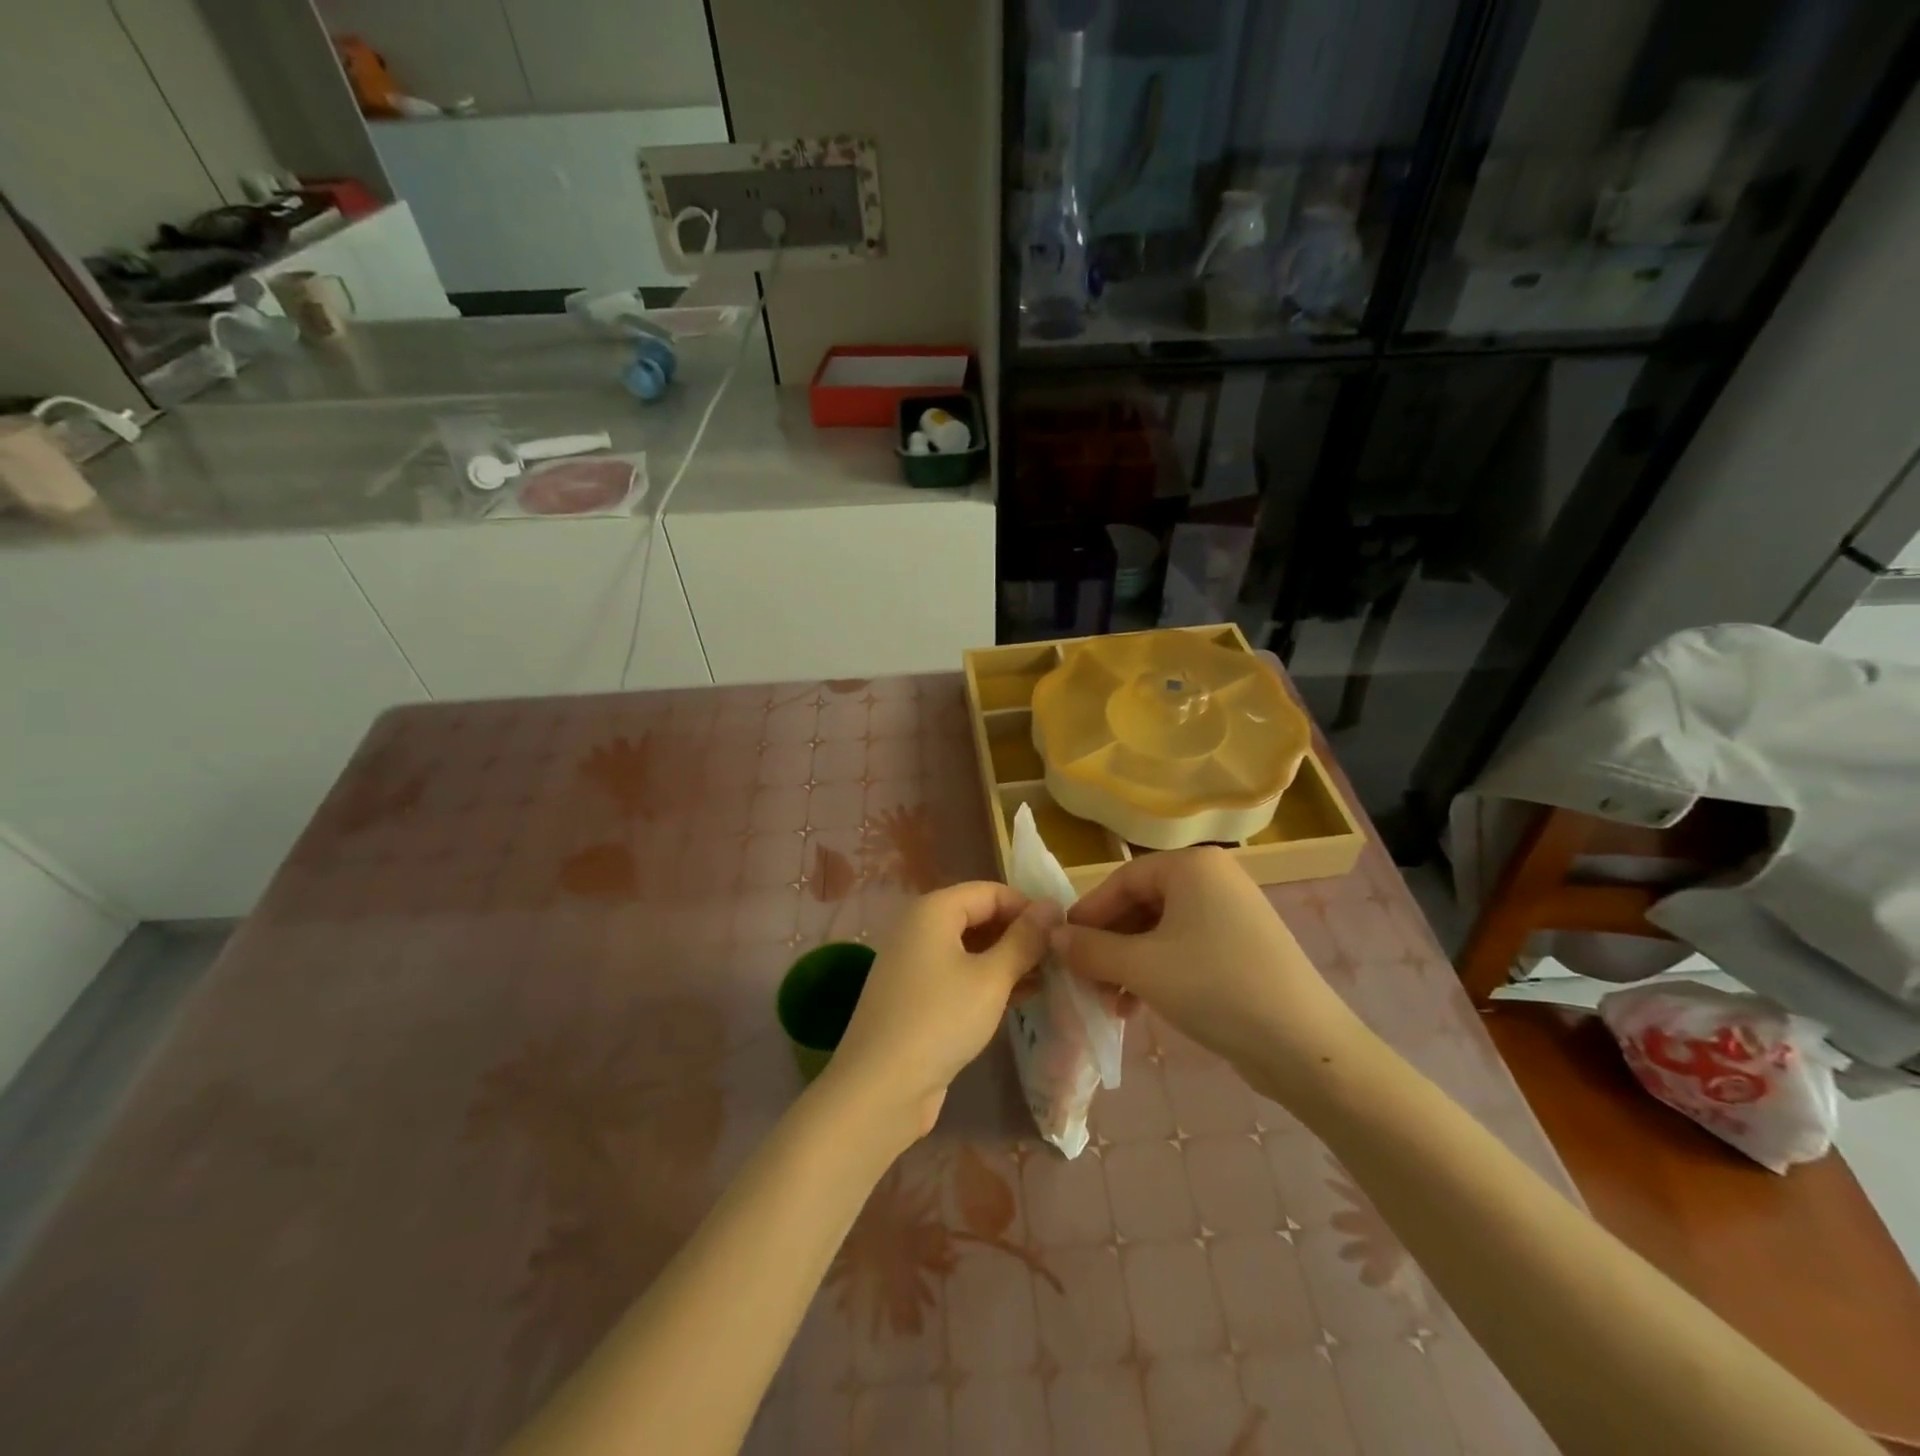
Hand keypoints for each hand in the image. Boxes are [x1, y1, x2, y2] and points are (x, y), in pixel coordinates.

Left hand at [823, 882, 1058, 1144]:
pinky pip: (959, 974)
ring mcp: (915, 963)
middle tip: (1060, 958)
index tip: (1063, 932)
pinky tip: (1021, 998)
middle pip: (978, 917)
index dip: (1027, 907)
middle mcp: (920, 928)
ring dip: (1007, 960)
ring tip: (1049, 979)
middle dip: (1018, 934)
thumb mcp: (991, 978)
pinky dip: (988, 980)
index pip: (990, 892)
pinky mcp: (916, 996)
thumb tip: (1050, 907)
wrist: (880, 1088)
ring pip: (970, 948)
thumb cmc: (940, 1020)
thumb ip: (1024, 940)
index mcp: (933, 910)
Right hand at [1051, 847, 1366, 1102]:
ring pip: (1160, 931)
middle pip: (1141, 904)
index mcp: (1192, 866)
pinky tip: (1137, 1006)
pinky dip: (1156, 972)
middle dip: (1108, 944)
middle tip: (1084, 978)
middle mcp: (1213, 879)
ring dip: (1128, 963)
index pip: (1122, 880)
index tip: (1062, 946)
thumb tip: (1053, 936)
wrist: (1305, 1046)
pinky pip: (1184, 949)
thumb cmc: (1215, 988)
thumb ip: (1090, 949)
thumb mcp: (1142, 968)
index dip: (1088, 914)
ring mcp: (1231, 914)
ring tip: (1109, 1000)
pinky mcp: (1241, 948)